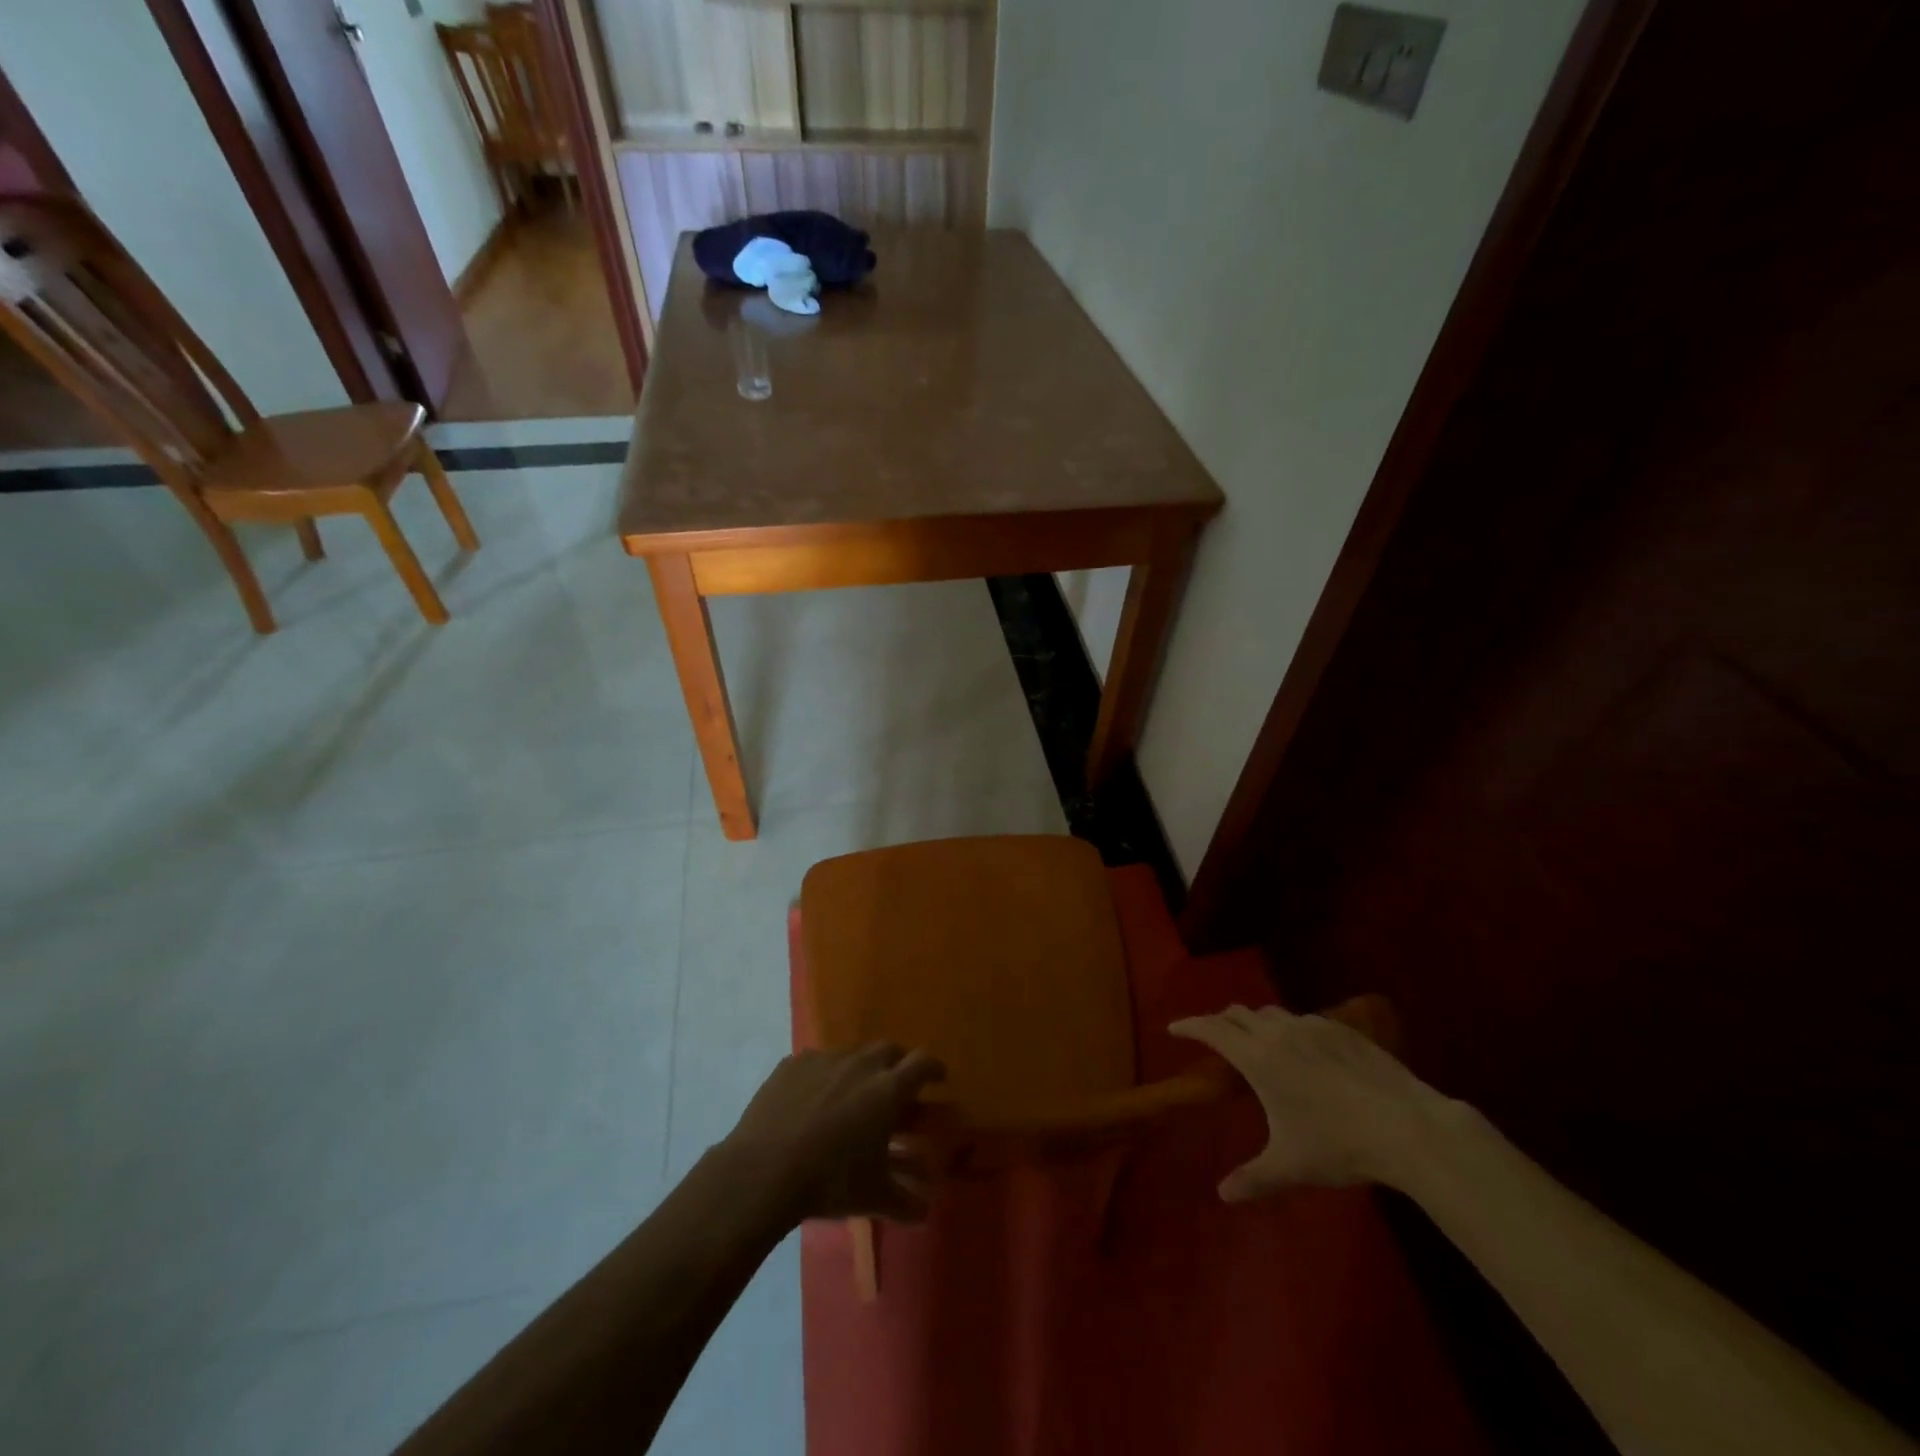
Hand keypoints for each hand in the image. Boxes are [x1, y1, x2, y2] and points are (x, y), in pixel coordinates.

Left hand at [720, 1044, 946, 1224]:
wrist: (763, 1170)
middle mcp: (860, 1064)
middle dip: (897, 1065)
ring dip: (859, 1070)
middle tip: (895, 1087)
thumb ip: (903, 1201)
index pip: (923, 1063)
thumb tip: (924, 1213)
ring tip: (851, 1096)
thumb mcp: (872, 1196)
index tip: (938, 1078)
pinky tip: (812, 1100)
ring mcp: (824, 1060)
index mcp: (888, 1089)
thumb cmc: (830, 1180)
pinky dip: (823, 1076)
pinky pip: (816, 1063)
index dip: (934, 1068)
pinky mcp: (793, 1064)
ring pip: (852, 1055)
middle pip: (889, 1050)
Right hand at [1169, 1004, 1441, 1200]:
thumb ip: (1253, 1178)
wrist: (1407, 1126)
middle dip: (1220, 1021)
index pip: (1212, 1029)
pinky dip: (1289, 1028)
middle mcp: (1279, 1032)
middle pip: (1238, 1013)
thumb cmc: (1339, 1144)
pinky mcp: (1342, 1030)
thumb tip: (1223, 1195)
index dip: (1190, 1026)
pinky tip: (1304, 1050)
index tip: (1175, 1028)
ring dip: (1255, 1022)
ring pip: (1272, 1013)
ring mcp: (1313, 1027)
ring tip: (1257, 1042)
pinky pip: (1303, 1020)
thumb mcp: (1291, 1166)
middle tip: (1213, 1037)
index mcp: (1258, 1057)